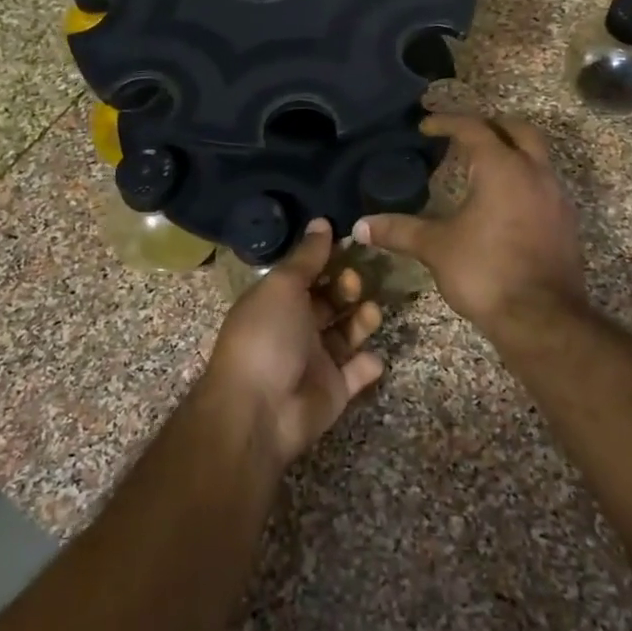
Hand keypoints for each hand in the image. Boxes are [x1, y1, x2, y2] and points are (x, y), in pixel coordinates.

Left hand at [201, 219, 384, 468]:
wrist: (260, 409)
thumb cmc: (267, 336)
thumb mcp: (283, 286)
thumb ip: (307, 256)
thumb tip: (321, 221)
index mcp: (277, 301)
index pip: (307, 274)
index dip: (328, 259)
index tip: (353, 244)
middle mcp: (296, 328)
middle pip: (330, 302)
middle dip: (347, 288)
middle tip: (356, 284)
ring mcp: (316, 360)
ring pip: (347, 333)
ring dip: (362, 320)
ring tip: (371, 312)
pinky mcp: (334, 390)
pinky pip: (357, 372)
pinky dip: (367, 364)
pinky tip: (370, 356)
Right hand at [354, 114, 585, 335]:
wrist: (542, 319)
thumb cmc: (486, 272)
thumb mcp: (436, 248)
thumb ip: (399, 230)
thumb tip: (359, 226)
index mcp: (501, 168)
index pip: (474, 128)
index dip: (447, 122)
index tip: (426, 125)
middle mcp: (534, 173)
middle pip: (517, 130)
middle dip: (489, 125)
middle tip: (463, 134)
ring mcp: (556, 197)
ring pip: (537, 156)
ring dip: (511, 152)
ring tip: (481, 167)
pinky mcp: (566, 222)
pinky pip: (544, 184)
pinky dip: (523, 179)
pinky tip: (503, 202)